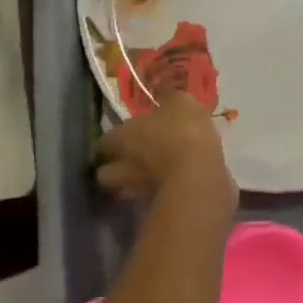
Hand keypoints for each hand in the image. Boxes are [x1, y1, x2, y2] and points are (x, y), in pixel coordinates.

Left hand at [96, 91, 234, 209]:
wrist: (199, 178)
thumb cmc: (183, 133)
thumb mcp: (181, 103)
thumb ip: (170, 98)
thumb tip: (164, 94)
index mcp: (121, 137)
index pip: (103, 142)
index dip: (112, 140)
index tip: (124, 136)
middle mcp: (120, 167)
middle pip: (105, 172)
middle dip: (115, 167)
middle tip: (132, 159)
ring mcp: (135, 192)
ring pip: (124, 189)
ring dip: (133, 183)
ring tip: (151, 174)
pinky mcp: (155, 208)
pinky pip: (148, 199)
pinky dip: (155, 193)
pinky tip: (171, 184)